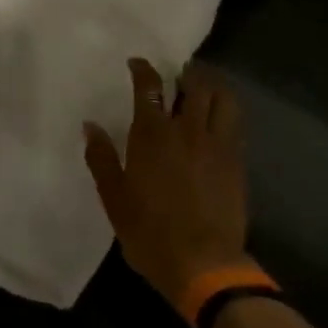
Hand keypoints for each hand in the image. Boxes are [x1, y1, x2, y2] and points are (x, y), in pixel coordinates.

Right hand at [83, 59, 248, 306]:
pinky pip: (235, 124)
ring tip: (204, 88)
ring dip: (212, 86)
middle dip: (186, 73)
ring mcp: (218, 145)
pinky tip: (219, 120)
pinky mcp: (237, 162)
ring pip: (223, 99)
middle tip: (178, 74)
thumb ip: (101, 158)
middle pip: (194, 84)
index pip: (150, 87)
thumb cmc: (150, 232)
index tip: (137, 63)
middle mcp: (187, 130)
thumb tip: (90, 125)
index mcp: (153, 135)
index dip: (143, 69)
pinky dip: (227, 111)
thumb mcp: (114, 198)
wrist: (204, 264)